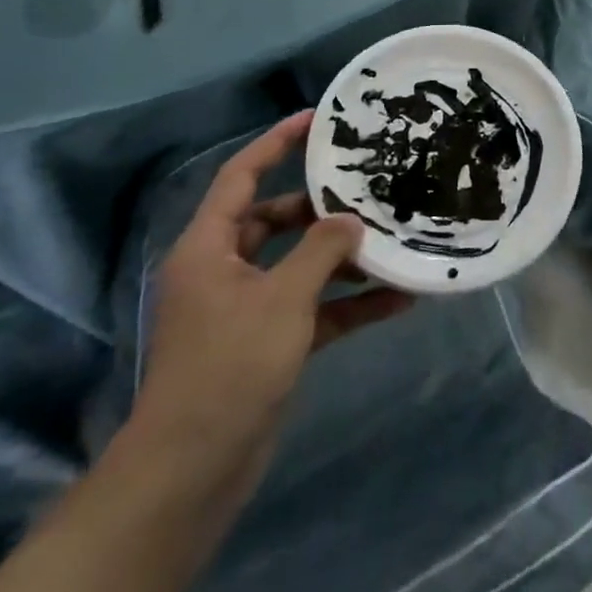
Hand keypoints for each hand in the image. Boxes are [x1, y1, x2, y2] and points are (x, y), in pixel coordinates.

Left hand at [132, 111, 411, 504]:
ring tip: (392, 239)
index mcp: (210, 247)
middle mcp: (224, 270)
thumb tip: (350, 221)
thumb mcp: (282, 299)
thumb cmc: (229, 366)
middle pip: (274, 219)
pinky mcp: (266, 344)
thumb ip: (321, 251)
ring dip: (342, 259)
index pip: (241, 176)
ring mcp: (246, 309)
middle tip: (365, 186)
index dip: (275, 143)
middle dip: (319, 206)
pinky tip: (397, 301)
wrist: (193, 472)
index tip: (316, 120)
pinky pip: (312, 309)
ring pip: (298, 265)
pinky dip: (348, 304)